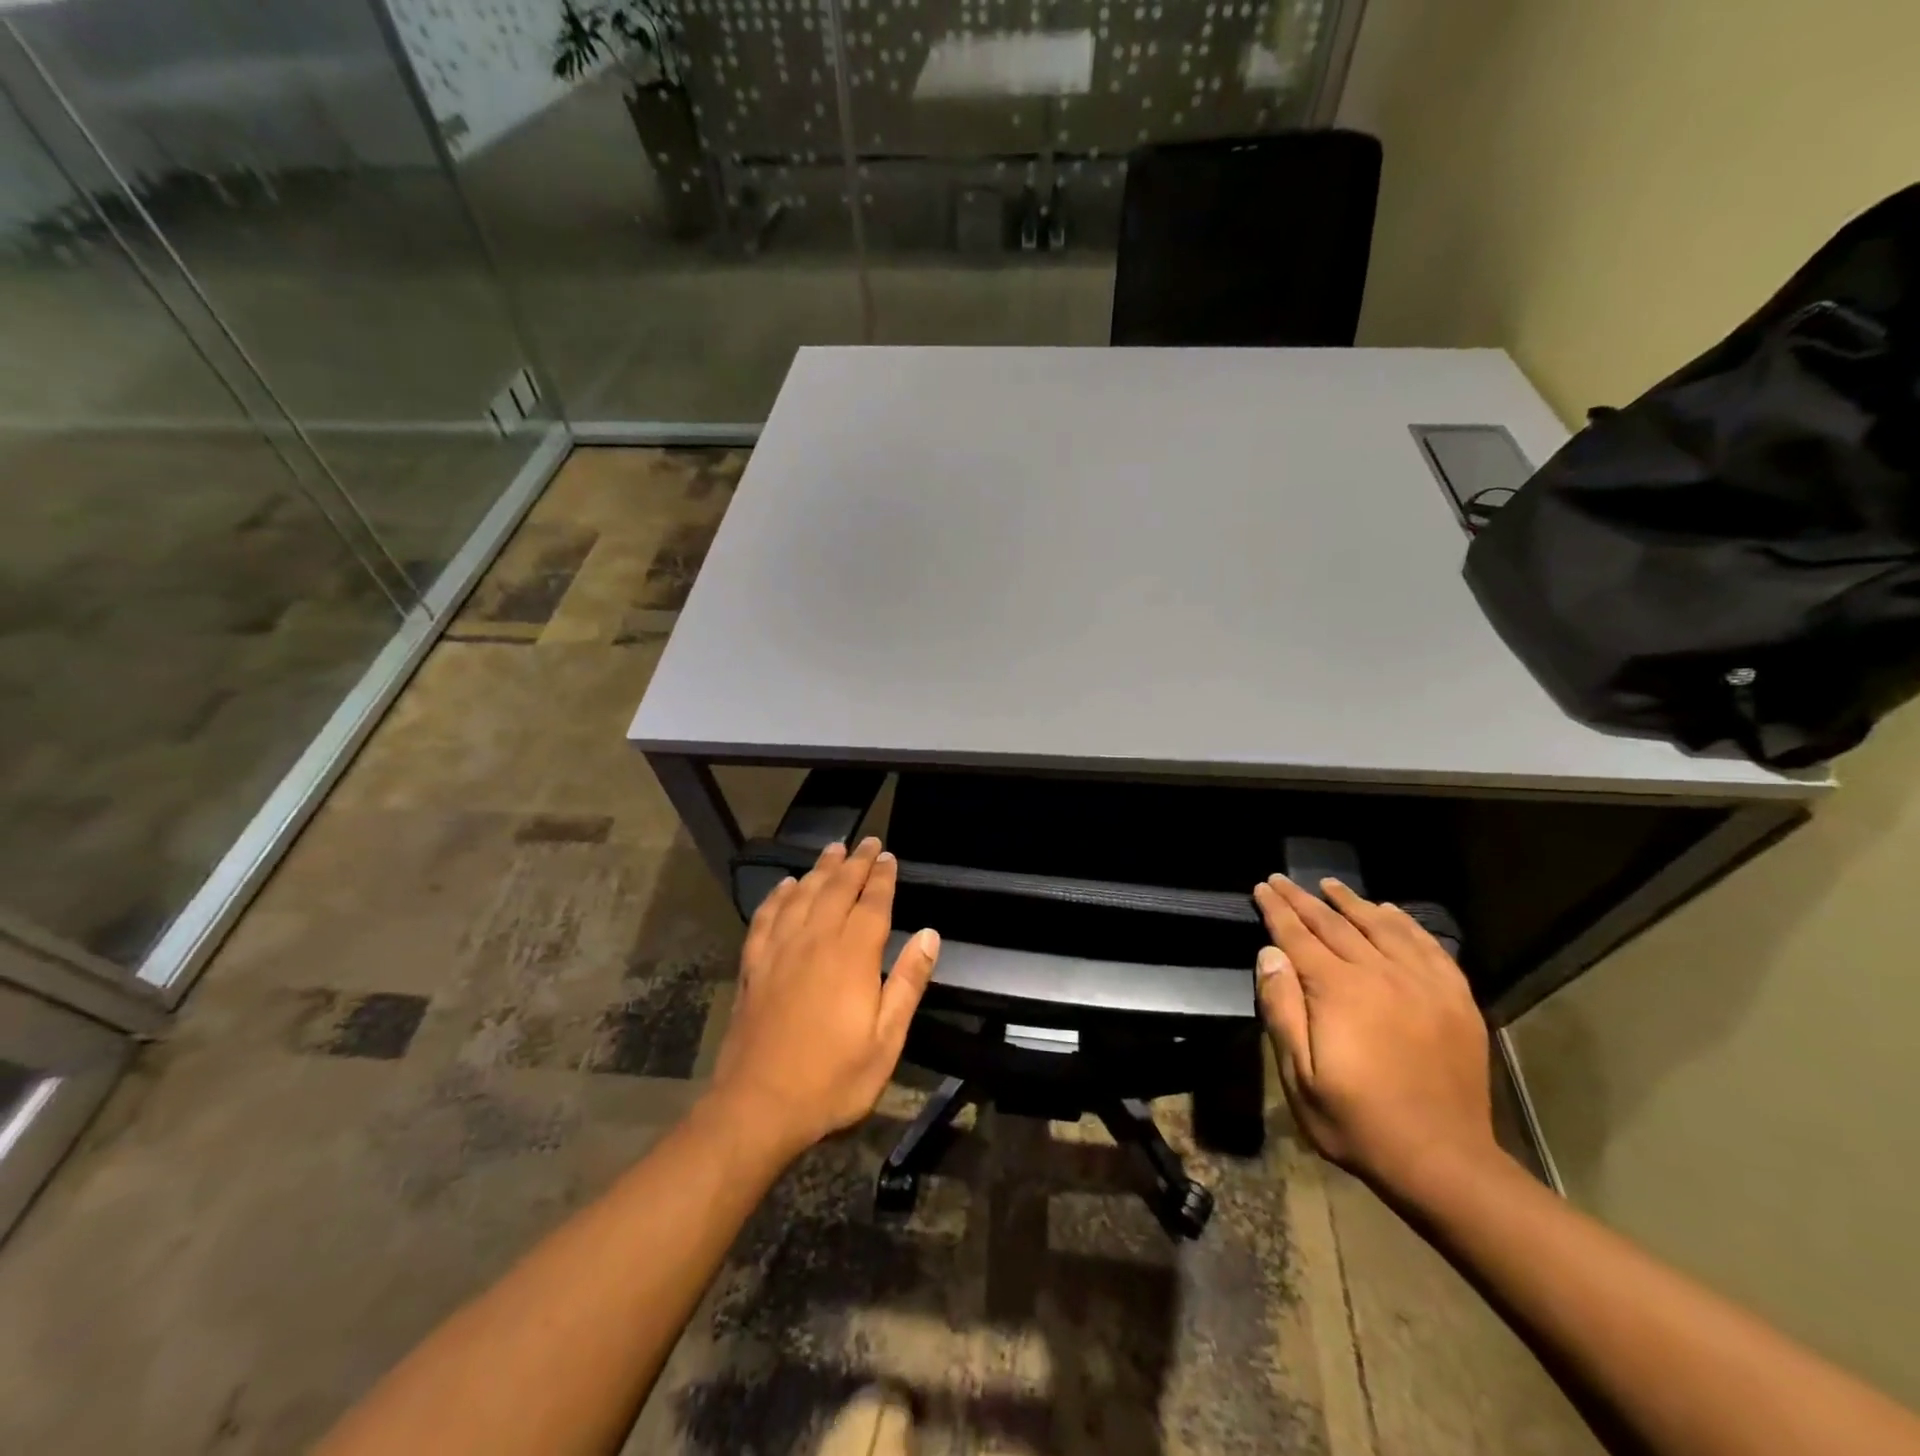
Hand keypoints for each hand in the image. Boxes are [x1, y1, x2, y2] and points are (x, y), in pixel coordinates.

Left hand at [709, 837, 940, 1156]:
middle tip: (867, 842)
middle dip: (855, 863)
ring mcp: (779, 950)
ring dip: (820, 870)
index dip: (882, 877)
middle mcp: (815, 940)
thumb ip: (908, 982)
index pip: (872, 903)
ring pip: (802, 894)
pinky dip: (778, 896)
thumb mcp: (886, 1040)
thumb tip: (929, 934)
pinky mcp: (753, 965)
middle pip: (837, 888)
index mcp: (852, 955)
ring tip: (833, 851)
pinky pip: (766, 917)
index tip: (889, 855)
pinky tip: (785, 886)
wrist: (758, 1105)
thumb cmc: (832, 1078)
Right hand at [1253, 874, 1495, 1201]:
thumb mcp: (1299, 1075)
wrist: (1443, 1161)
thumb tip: (1270, 953)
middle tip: (1283, 879)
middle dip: (1304, 899)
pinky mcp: (1455, 1000)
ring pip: (1382, 927)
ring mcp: (1423, 984)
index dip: (1277, 910)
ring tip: (1330, 884)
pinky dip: (1405, 923)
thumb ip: (1282, 1009)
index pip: (1298, 936)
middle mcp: (1380, 974)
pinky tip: (1390, 912)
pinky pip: (1428, 947)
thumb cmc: (1357, 1121)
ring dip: (1352, 902)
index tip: (1262, 887)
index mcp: (1339, 991)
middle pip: (1335, 924)